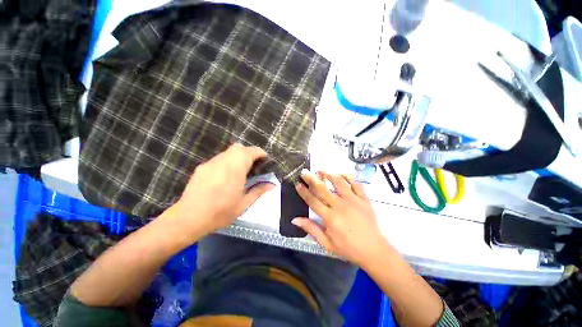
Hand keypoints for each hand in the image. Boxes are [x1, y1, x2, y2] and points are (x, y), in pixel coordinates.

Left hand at [166, 143, 274, 235]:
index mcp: (236, 168)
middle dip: (248, 153)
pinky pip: (218, 159)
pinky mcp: (202, 167)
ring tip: (240, 171)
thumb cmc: (221, 212)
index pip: (251, 152)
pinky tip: (224, 177)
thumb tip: (273, 185)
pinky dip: (226, 162)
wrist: (189, 218)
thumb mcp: (244, 203)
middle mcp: (224, 161)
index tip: (264, 160)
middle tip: (253, 166)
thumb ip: (259, 190)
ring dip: (237, 157)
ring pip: (228, 152)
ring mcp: (211, 163)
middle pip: (239, 148)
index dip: (260, 153)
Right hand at [292, 171, 390, 266]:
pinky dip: (348, 176)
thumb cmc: (348, 248)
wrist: (374, 250)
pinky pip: (356, 183)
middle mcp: (340, 205)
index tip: (298, 184)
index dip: (303, 191)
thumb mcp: (327, 243)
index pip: (312, 200)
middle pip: (322, 188)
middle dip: (311, 178)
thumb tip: (295, 219)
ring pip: (338, 182)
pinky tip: (341, 173)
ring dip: (328, 174)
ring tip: (321, 169)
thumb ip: (311, 229)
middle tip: (304, 172)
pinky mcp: (364, 199)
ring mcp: (353, 200)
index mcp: (330, 217)